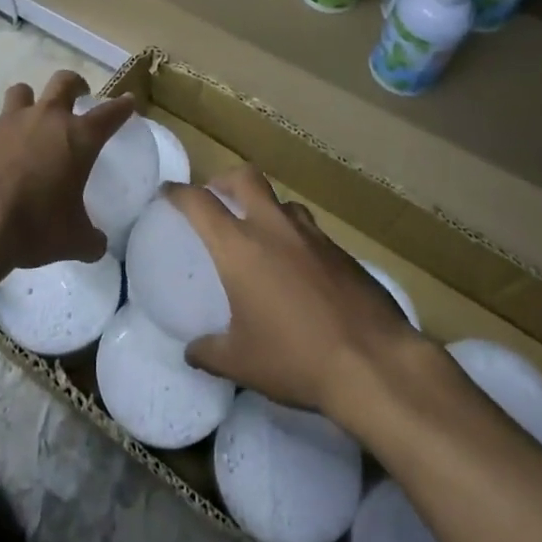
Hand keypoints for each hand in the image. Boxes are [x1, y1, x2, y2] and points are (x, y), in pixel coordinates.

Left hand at [0, 71, 134, 274]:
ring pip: (22, 92)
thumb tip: (96, 245)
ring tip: (30, 120)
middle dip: (75, 84)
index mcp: (78, 138)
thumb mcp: (72, 241)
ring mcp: (7, 122)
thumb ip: (90, 239)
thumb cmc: (33, 227)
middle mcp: (45, 119)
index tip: (128, 101)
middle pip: (64, 82)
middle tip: (78, 95)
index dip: (122, 106)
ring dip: (30, 101)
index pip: (110, 114)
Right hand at [170, 165, 425, 419]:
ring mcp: (313, 235)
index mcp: (240, 247)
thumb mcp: (242, 363)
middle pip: (245, 178)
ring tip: (261, 234)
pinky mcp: (343, 251)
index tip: (168, 192)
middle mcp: (274, 228)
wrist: (374, 362)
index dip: (178, 193)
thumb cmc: (296, 358)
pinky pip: (311, 231)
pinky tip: (299, 269)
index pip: (199, 203)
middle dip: (225, 180)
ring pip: (282, 202)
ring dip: (265, 208)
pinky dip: (296, 238)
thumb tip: (191, 352)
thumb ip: (209, 352)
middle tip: (216, 197)